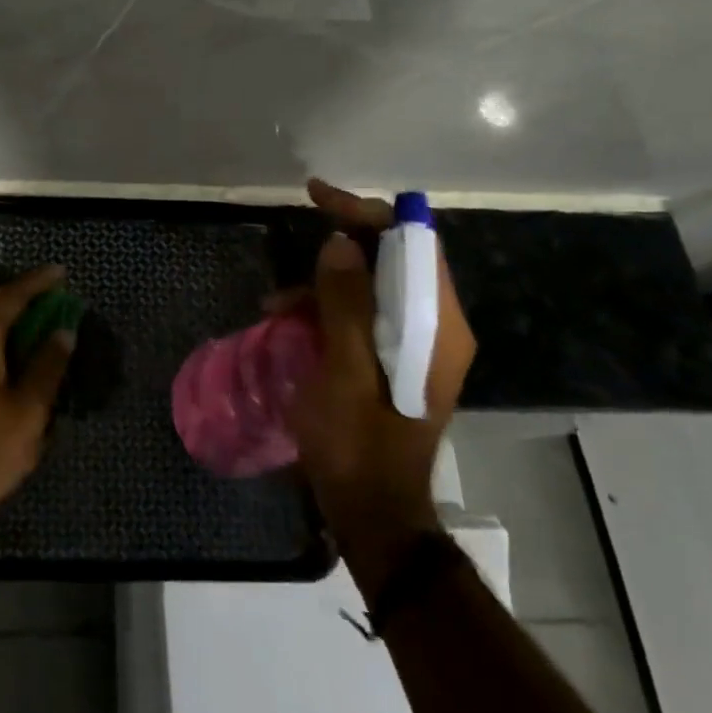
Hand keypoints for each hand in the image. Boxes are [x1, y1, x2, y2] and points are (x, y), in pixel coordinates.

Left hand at [0, 264, 74, 530]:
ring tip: (43, 319)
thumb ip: (47, 365)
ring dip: (12, 316)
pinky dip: (1, 336)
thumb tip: (63, 332)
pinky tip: (21, 350)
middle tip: (54, 293)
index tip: (61, 272)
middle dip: (22, 294)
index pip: (10, 298)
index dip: (37, 283)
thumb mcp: (28, 408)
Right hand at [286, 180, 476, 569]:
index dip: (367, 213)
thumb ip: (345, 305)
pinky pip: (363, 314)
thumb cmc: (357, 446)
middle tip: (294, 240)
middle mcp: (436, 327)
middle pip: (394, 259)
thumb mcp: (343, 372)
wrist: (373, 513)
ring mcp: (416, 345)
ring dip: (325, 284)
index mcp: (436, 326)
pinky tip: (288, 325)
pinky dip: (326, 310)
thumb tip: (341, 244)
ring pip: (373, 286)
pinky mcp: (395, 361)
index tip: (318, 199)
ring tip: (275, 305)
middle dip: (341, 244)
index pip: (413, 243)